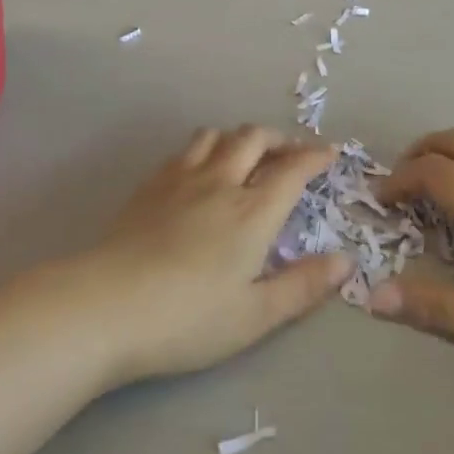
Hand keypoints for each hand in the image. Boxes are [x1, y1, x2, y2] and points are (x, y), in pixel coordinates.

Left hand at [81, 126, 351, 384]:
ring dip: (240, 137)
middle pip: (254, 138)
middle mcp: (220, 182)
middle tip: (292, 153)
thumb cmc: (188, 318)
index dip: (315, 157)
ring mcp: (181, 178)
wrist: (107, 306)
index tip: (330, 152)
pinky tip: (201, 169)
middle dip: (280, 139)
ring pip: (217, 135)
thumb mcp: (255, 316)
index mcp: (252, 211)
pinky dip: (206, 148)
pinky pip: (185, 149)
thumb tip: (345, 261)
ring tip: (247, 155)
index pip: (292, 169)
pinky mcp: (151, 184)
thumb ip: (303, 286)